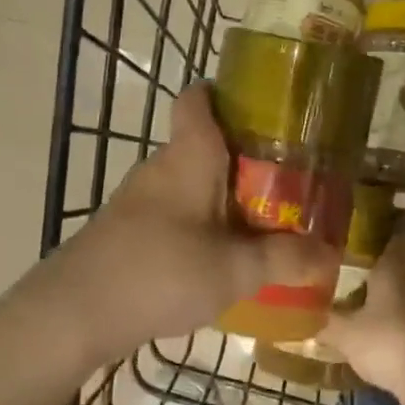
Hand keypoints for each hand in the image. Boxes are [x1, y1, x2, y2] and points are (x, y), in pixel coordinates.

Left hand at [41, 84, 340, 366]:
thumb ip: (283, 259)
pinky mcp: (128, 227)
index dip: (227, 92)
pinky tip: (219, 254)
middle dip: (245, 156)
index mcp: (190, 154)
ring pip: (190, 179)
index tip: (266, 107)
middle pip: (204, 141)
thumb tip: (330, 253)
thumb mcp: (235, 269)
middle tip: (288, 177)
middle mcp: (162, 165)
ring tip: (263, 218)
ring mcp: (140, 197)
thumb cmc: (161, 271)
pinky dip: (200, 220)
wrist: (74, 312)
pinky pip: (174, 210)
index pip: (198, 98)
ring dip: (222, 194)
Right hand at [318, 231, 404, 404]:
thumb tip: (308, 318)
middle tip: (382, 278)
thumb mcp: (346, 335)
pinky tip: (404, 339)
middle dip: (402, 273)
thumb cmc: (386, 343)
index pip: (396, 244)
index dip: (391, 238)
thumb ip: (328, 324)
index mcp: (393, 273)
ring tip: (392, 310)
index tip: (383, 237)